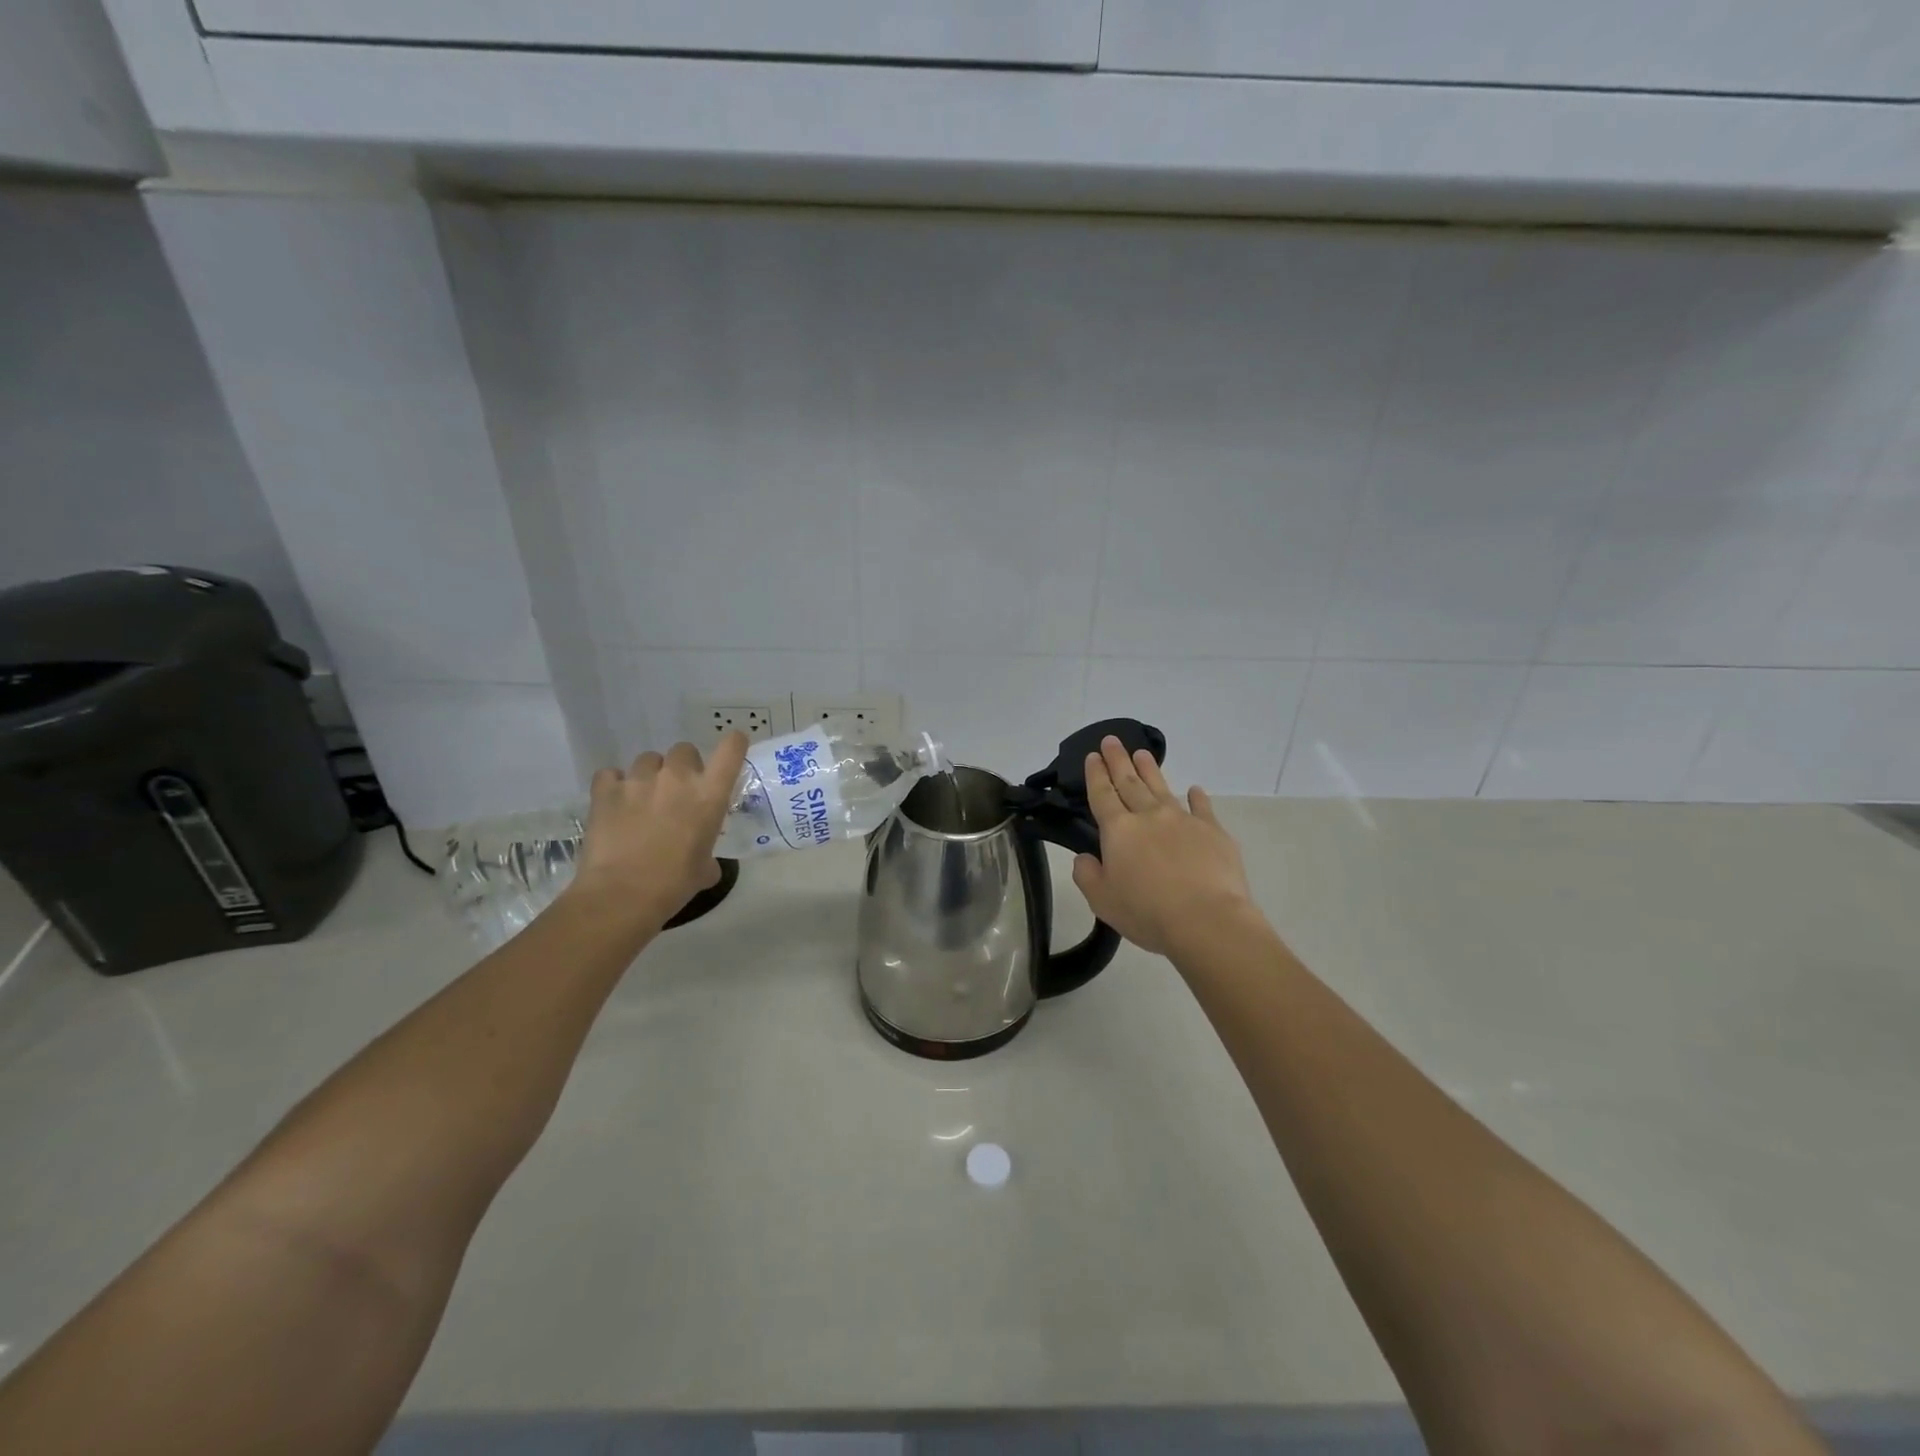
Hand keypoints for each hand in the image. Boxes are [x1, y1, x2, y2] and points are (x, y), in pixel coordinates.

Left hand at [566, 732, 748, 928]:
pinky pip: (611, 774)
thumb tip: (703, 860)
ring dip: (650, 774)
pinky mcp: (606, 789)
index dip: (733, 744)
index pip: (731, 750)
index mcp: (709, 795)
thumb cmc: (674, 884)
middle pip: (684, 750)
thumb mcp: (704, 869)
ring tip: (642, 798)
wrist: (622, 894)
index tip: (732, 747)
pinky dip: (613, 784)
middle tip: (676, 791)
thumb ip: (707, 853)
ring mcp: (639, 780)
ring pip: (648, 759)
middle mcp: (677, 778)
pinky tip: (613, 802)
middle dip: (683, 766)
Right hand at [1071, 736, 1258, 957]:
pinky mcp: (1213, 832)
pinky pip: (1202, 808)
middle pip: (1130, 782)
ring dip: (1150, 770)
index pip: (1102, 794)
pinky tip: (1195, 790)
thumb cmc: (1147, 912)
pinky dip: (1197, 797)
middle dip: (1118, 760)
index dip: (1096, 774)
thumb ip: (1087, 875)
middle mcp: (1149, 816)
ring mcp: (1183, 820)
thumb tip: (1085, 857)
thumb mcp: (1102, 900)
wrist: (1206, 919)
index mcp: (1119, 830)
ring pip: (1162, 788)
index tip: (1093, 755)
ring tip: (1142, 753)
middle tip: (1112, 740)